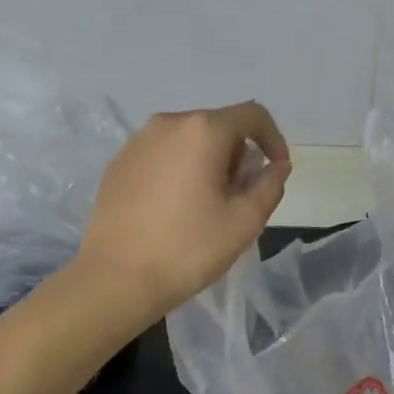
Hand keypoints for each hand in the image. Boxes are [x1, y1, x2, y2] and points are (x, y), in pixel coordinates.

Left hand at [76, 102, 290, 321]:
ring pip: (188, 140)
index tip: (276, 170)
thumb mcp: (245, 221)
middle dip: (238, 156)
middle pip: (219, 126)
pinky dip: (179, 170)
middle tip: (239, 197)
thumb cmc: (189, 247)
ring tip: (207, 205)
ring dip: (208, 163)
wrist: (117, 278)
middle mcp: (168, 124)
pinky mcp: (118, 163)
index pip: (253, 115)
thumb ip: (270, 185)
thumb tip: (276, 166)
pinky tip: (174, 209)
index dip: (274, 138)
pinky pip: (162, 155)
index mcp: (202, 131)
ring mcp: (137, 142)